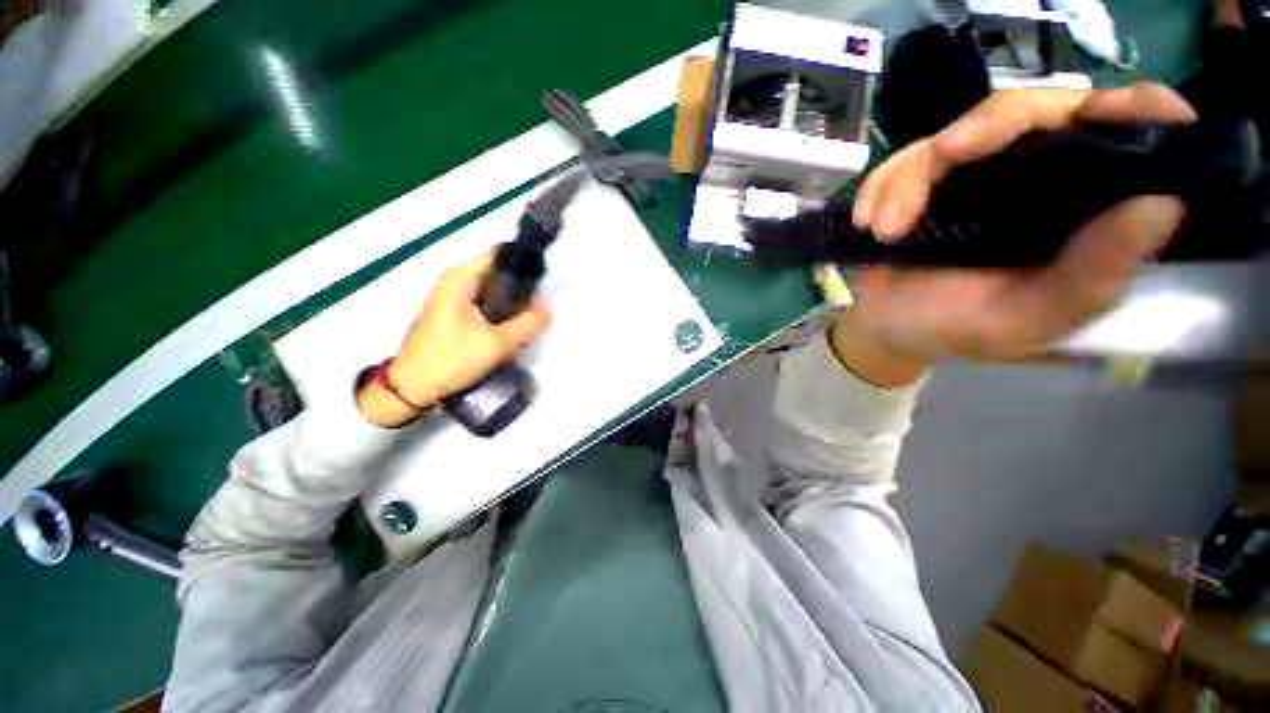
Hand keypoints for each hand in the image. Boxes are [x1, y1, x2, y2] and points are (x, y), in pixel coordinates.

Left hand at [357, 250, 551, 426]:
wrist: (410, 389)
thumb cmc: (450, 360)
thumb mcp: (496, 344)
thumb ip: (528, 324)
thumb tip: (551, 308)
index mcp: (461, 278)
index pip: (499, 254)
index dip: (525, 262)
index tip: (546, 278)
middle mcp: (455, 282)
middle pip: (498, 273)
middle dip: (522, 287)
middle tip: (542, 305)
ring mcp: (452, 299)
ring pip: (492, 291)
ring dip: (512, 303)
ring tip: (531, 319)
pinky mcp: (453, 315)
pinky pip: (484, 305)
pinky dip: (500, 313)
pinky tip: (511, 329)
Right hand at [831, 84, 1196, 385]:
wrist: (888, 329)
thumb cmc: (959, 330)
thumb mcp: (1029, 321)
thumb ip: (1089, 280)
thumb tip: (1161, 204)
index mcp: (1086, 211)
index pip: (1133, 137)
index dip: (1135, 112)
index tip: (1108, 114)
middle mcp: (1042, 177)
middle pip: (1036, 110)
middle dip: (988, 127)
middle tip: (947, 156)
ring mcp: (979, 172)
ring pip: (958, 131)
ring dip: (908, 178)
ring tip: (884, 230)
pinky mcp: (927, 179)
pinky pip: (904, 159)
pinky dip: (881, 187)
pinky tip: (868, 223)